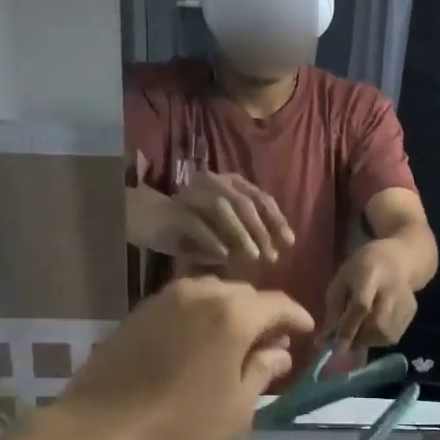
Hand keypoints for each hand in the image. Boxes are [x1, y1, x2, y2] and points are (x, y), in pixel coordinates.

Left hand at [57, 278, 313, 439]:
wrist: (102, 430)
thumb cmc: (182, 425)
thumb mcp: (237, 407)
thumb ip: (263, 371)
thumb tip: (279, 352)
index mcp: (232, 315)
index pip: (277, 304)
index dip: (296, 316)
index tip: (306, 331)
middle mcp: (201, 294)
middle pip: (244, 294)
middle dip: (263, 314)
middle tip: (271, 343)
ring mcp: (165, 299)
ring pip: (212, 294)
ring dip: (230, 312)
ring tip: (235, 342)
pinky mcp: (139, 312)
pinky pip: (184, 304)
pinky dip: (201, 316)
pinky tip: (200, 343)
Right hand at [157, 172, 295, 265]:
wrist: (151, 220)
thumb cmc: (195, 227)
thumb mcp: (226, 231)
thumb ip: (249, 233)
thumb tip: (274, 250)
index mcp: (231, 183)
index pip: (260, 197)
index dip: (276, 219)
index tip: (289, 242)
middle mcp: (213, 181)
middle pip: (244, 201)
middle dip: (261, 230)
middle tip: (271, 257)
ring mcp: (193, 193)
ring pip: (221, 206)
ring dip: (240, 233)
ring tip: (251, 257)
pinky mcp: (175, 210)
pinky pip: (196, 223)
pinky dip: (212, 239)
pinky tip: (224, 256)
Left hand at [324, 239, 418, 348]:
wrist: (396, 260)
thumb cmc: (360, 269)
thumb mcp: (340, 281)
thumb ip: (333, 310)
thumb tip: (325, 340)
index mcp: (370, 275)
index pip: (360, 306)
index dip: (348, 328)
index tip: (336, 348)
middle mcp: (392, 289)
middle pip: (377, 325)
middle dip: (358, 338)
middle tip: (346, 340)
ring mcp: (405, 301)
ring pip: (385, 335)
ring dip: (367, 340)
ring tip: (359, 330)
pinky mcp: (411, 312)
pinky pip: (393, 336)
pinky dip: (378, 338)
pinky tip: (373, 325)